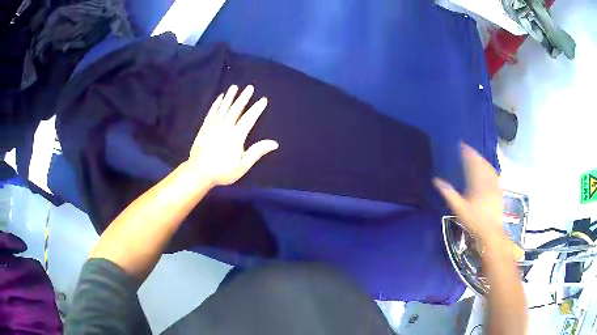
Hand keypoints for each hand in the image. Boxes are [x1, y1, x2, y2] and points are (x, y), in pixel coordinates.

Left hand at [188, 85, 278, 186]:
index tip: (263, 99)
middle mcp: (225, 127)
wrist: (198, 172)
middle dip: (244, 97)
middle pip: (236, 109)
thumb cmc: (222, 171)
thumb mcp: (242, 165)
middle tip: (250, 87)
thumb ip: (257, 152)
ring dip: (230, 97)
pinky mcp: (204, 127)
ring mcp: (213, 126)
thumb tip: (274, 143)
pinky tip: (220, 98)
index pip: (249, 118)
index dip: (257, 108)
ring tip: (234, 87)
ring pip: (224, 107)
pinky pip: (212, 112)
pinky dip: (216, 104)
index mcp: (236, 136)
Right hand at [434, 144, 503, 242]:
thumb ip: (449, 193)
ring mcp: (494, 186)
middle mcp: (487, 181)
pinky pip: (495, 175)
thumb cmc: (474, 221)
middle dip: (475, 155)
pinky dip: (491, 169)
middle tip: (468, 149)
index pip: (472, 163)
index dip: (467, 152)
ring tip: (477, 157)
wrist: (490, 232)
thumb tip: (436, 180)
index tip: (461, 145)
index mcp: (477, 183)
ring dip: (483, 160)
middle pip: (481, 163)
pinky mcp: (499, 192)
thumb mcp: (459, 208)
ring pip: (489, 168)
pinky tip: (489, 170)